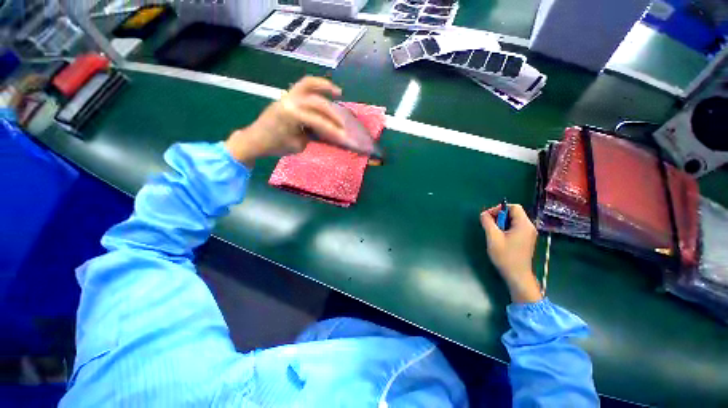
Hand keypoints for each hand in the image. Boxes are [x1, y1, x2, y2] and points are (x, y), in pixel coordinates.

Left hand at [225, 76, 345, 166]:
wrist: (255, 139)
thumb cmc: (276, 145)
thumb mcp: (298, 145)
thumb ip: (313, 136)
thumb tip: (327, 133)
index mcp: (290, 114)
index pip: (317, 121)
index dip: (332, 130)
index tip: (344, 137)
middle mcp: (290, 100)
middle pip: (317, 103)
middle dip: (332, 114)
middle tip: (344, 124)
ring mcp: (287, 96)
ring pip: (309, 85)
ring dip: (325, 87)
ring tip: (338, 93)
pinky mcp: (287, 96)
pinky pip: (303, 86)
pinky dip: (316, 86)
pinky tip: (326, 91)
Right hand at [480, 204, 541, 303]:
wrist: (517, 275)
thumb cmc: (505, 256)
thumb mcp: (493, 237)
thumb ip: (488, 222)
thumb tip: (483, 214)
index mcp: (524, 224)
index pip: (513, 207)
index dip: (499, 208)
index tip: (488, 216)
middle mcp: (529, 227)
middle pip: (514, 213)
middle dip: (499, 216)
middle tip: (488, 224)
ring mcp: (529, 234)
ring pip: (514, 221)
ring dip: (501, 223)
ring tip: (492, 231)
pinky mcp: (526, 240)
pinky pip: (515, 228)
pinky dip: (506, 228)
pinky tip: (499, 237)